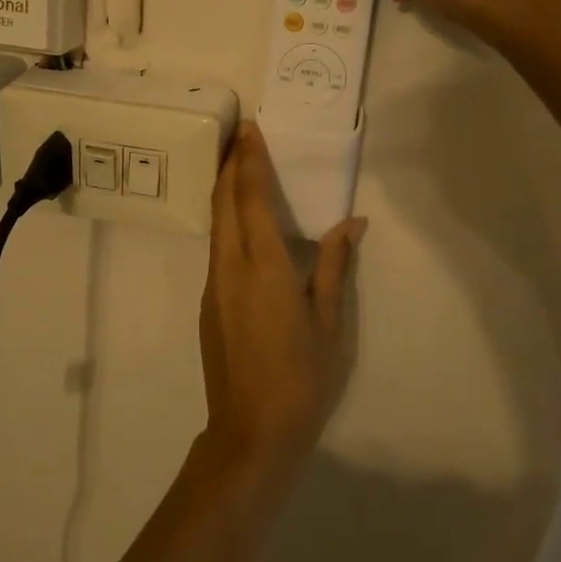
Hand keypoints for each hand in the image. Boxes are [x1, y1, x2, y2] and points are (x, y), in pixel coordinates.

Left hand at [198, 125, 363, 472]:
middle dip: (230, 165)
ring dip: (224, 191)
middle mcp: (230, 267)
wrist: (251, 432)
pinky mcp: (209, 304)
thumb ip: (333, 267)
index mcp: (264, 267)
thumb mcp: (329, 324)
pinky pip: (216, 248)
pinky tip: (239, 222)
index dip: (250, 162)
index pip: (252, 200)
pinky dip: (225, 221)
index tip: (249, 129)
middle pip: (224, 203)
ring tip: (237, 166)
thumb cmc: (302, 379)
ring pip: (216, 225)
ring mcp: (214, 286)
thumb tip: (351, 223)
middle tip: (240, 135)